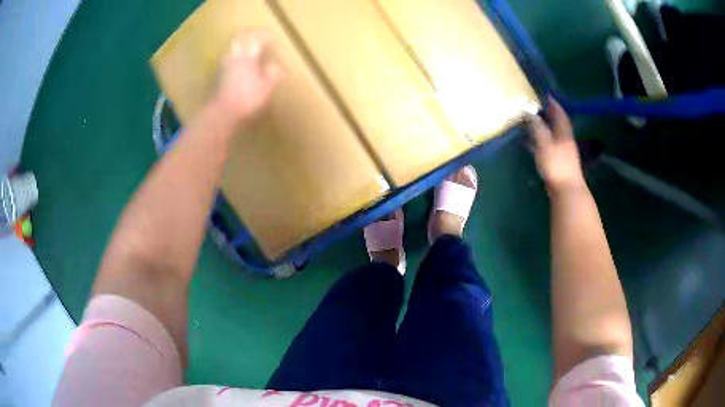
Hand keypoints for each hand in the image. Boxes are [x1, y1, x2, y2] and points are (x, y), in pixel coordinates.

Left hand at [212, 31, 282, 126]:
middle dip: (248, 34)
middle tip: (256, 36)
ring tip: (245, 49)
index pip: (257, 38)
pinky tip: (236, 64)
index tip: (271, 37)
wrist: (222, 113)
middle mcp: (234, 57)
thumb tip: (275, 67)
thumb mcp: (266, 89)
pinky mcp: (217, 75)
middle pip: (239, 37)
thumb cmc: (246, 99)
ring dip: (238, 45)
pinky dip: (232, 57)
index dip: (265, 35)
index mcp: (248, 57)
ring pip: (231, 48)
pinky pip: (226, 60)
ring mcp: (223, 65)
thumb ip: (272, 75)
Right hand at [527, 98, 585, 192]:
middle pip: (557, 123)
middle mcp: (565, 139)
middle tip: (536, 106)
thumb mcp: (544, 142)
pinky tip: (534, 143)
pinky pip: (549, 145)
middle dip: (548, 114)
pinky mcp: (559, 162)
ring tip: (532, 122)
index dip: (552, 103)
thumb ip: (537, 127)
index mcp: (563, 132)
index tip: (544, 94)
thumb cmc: (556, 164)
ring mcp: (563, 152)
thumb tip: (530, 112)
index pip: (559, 112)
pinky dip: (542, 140)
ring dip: (544, 127)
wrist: (566, 191)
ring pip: (553, 134)